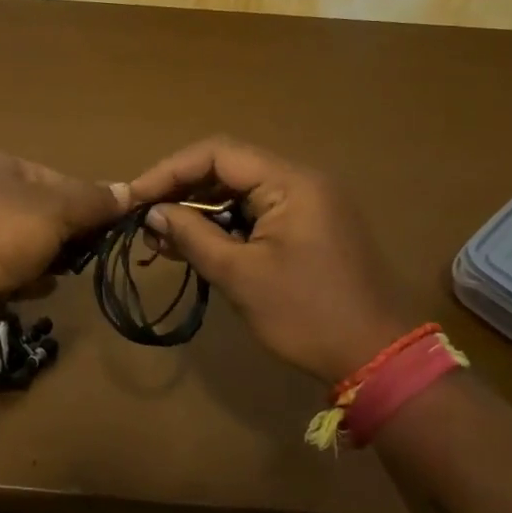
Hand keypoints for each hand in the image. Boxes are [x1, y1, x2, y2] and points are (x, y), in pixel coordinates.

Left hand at [0, 153, 125, 350]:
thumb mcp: (55, 209)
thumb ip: (93, 201)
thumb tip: (129, 191)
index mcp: (2, 168)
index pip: (60, 180)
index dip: (89, 202)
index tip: (114, 227)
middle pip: (44, 213)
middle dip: (69, 235)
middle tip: (93, 254)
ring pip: (26, 246)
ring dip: (49, 260)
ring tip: (68, 273)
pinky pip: (8, 274)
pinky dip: (26, 281)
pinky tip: (39, 289)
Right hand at [127, 137, 417, 382]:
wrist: (376, 358)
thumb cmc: (307, 315)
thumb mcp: (241, 275)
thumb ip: (193, 236)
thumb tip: (153, 213)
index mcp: (291, 182)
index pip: (218, 154)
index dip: (171, 171)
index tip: (135, 196)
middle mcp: (301, 182)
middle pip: (229, 169)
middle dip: (183, 192)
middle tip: (145, 219)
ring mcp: (308, 205)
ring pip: (240, 194)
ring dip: (200, 212)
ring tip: (162, 239)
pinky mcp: (308, 229)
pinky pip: (257, 215)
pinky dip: (224, 227)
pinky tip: (195, 247)